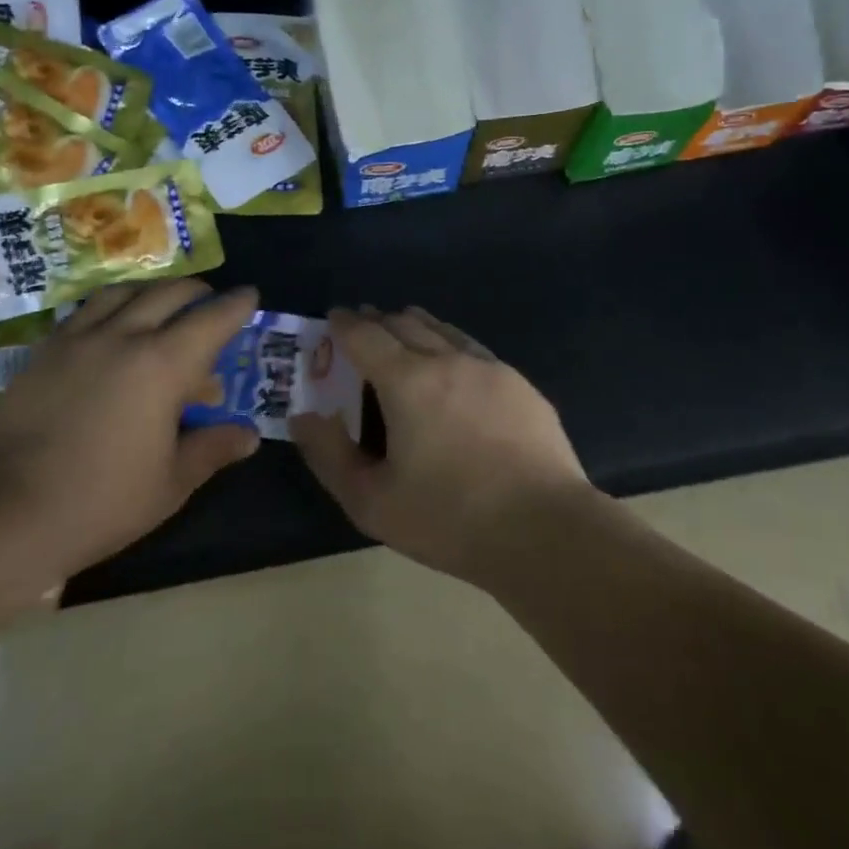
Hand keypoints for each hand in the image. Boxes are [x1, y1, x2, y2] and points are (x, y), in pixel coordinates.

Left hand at [0, 279, 261, 584]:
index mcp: (163, 365)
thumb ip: (212, 449)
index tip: (250, 294)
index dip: (236, 305)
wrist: (3, 512)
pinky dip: (112, 305)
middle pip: (169, 294)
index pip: (212, 319)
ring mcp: (79, 339)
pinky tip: (111, 326)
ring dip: (153, 291)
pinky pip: (87, 310)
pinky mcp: (45, 351)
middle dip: (198, 293)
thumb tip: (249, 436)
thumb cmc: (100, 501)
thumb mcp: (170, 483)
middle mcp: (123, 336)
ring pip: (124, 293)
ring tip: (163, 304)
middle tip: (211, 303)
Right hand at [291, 307, 593, 587]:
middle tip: (363, 327)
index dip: (344, 324)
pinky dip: (450, 345)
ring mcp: (490, 368)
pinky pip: (474, 349)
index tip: (333, 318)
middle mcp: (448, 359)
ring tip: (404, 332)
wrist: (544, 529)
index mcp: (407, 381)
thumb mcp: (372, 501)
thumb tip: (304, 416)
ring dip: (416, 326)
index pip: (366, 335)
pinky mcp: (521, 385)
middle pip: (405, 323)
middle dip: (378, 320)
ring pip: (444, 330)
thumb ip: (329, 455)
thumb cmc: (449, 518)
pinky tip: (454, 366)